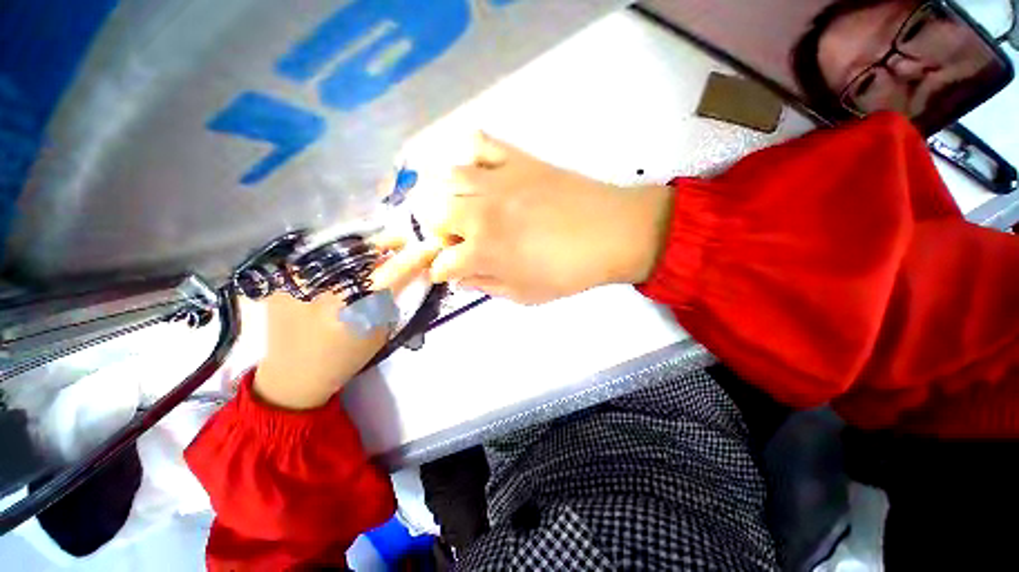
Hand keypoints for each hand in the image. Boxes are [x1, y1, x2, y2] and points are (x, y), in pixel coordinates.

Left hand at [253, 240, 440, 409]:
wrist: (294, 375)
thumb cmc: (346, 357)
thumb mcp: (380, 331)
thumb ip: (393, 300)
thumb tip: (408, 273)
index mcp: (356, 308)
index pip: (394, 271)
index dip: (415, 257)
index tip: (430, 248)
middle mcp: (326, 290)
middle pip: (365, 252)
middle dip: (388, 243)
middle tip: (401, 240)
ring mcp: (299, 281)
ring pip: (341, 250)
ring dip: (364, 247)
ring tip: (376, 249)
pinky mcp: (281, 279)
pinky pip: (318, 257)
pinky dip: (337, 255)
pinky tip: (344, 262)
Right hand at [412, 133, 673, 303]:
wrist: (612, 233)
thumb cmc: (569, 272)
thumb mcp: (524, 295)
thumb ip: (486, 286)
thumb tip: (462, 278)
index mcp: (482, 251)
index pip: (442, 262)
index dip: (441, 271)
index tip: (448, 272)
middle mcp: (480, 212)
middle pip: (435, 215)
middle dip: (442, 233)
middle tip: (461, 241)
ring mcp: (497, 180)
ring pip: (447, 178)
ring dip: (448, 197)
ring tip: (465, 208)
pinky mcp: (516, 159)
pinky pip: (481, 143)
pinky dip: (473, 155)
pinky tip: (481, 173)